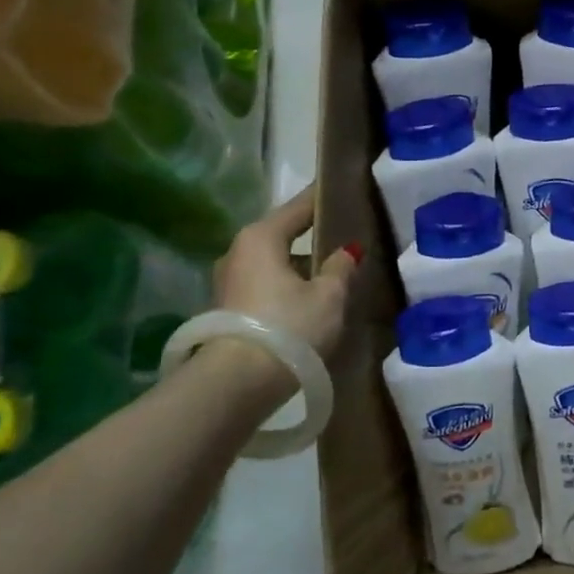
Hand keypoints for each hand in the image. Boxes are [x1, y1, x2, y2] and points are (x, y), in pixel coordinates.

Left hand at [213, 186, 359, 361]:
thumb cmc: (288, 328)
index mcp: (261, 237)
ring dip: (298, 268)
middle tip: (342, 238)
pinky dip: (285, 288)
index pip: (298, 207)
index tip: (339, 188)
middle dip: (311, 238)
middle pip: (282, 236)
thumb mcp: (329, 296)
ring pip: (272, 264)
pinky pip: (264, 287)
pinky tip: (307, 302)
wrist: (236, 385)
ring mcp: (228, 283)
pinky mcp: (226, 312)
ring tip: (330, 275)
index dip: (321, 199)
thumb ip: (341, 268)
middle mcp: (238, 252)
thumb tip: (347, 251)